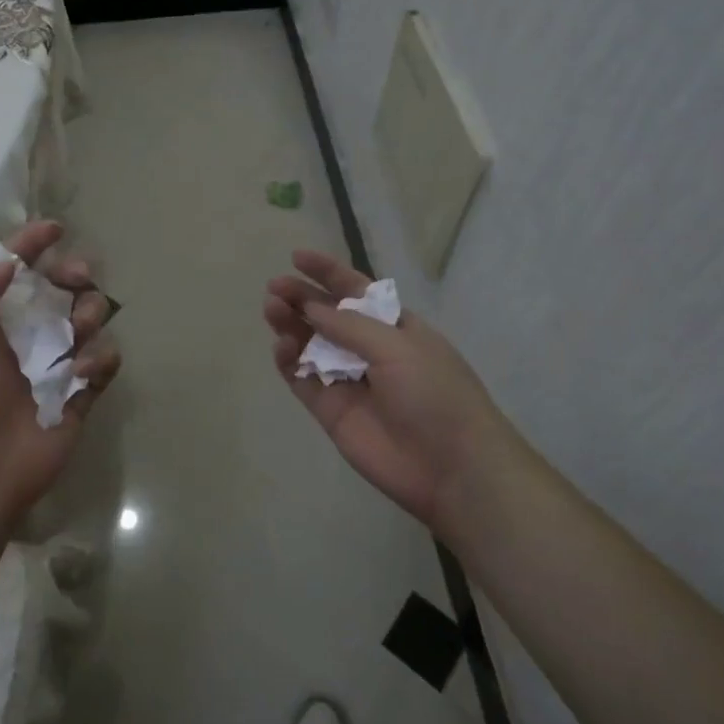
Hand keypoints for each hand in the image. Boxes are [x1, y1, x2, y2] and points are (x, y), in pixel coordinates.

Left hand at [0, 221, 120, 537]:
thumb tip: (10, 265)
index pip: (14, 270)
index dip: (32, 244)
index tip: (55, 229)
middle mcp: (25, 335)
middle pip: (61, 288)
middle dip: (73, 274)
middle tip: (77, 277)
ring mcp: (54, 364)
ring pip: (88, 319)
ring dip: (89, 313)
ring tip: (75, 331)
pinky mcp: (79, 394)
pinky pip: (104, 361)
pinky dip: (100, 358)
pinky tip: (80, 372)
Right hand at [265, 249, 513, 528]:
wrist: (450, 467)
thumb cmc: (434, 394)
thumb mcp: (397, 347)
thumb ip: (348, 326)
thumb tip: (310, 306)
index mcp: (394, 327)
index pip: (355, 291)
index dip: (328, 272)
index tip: (297, 257)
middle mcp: (368, 350)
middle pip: (327, 316)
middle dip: (302, 298)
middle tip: (274, 287)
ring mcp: (348, 381)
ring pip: (310, 346)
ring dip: (291, 325)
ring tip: (272, 310)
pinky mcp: (331, 411)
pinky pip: (302, 379)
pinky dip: (288, 362)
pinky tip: (280, 346)